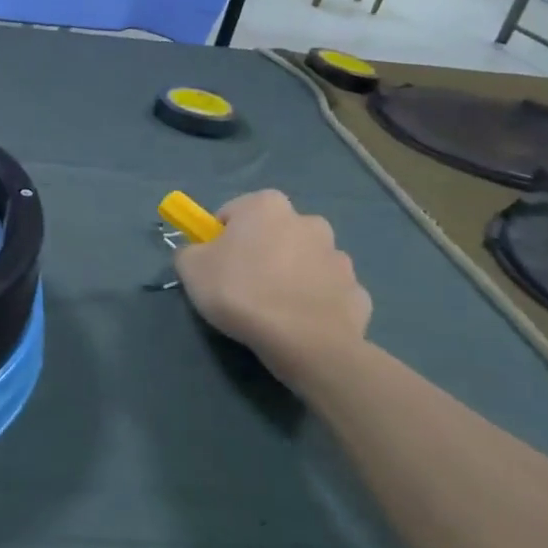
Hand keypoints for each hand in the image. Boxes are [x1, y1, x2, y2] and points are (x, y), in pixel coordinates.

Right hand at [174, 190, 371, 380]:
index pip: (233, 213)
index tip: (214, 265)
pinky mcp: (357, 291)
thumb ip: (189, 251)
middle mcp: (308, 221)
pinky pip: (326, 291)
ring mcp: (339, 257)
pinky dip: (314, 302)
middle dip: (260, 252)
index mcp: (267, 206)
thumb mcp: (191, 268)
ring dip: (291, 275)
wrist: (304, 341)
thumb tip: (198, 254)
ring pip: (304, 261)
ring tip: (272, 309)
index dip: (219, 239)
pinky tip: (299, 322)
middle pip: (273, 234)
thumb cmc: (240, 292)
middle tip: (242, 286)